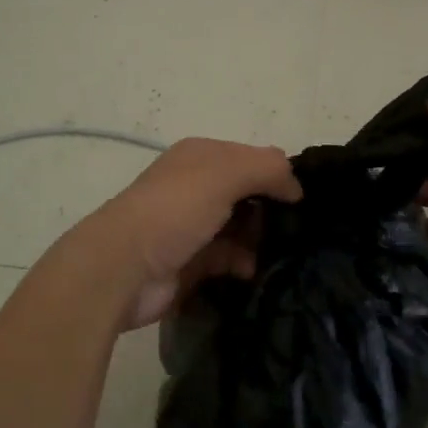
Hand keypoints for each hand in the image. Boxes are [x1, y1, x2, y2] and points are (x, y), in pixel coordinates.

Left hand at [78, 137, 302, 330]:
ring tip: (284, 254)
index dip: (278, 175)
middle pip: (248, 194)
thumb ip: (267, 169)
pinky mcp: (191, 262)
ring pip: (240, 228)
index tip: (305, 200)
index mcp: (201, 156)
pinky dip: (243, 263)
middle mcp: (196, 187)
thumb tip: (296, 186)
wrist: (122, 268)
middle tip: (300, 230)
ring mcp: (192, 226)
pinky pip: (228, 259)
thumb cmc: (174, 211)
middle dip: (272, 210)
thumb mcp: (224, 174)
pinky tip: (254, 271)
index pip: (252, 158)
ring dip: (261, 239)